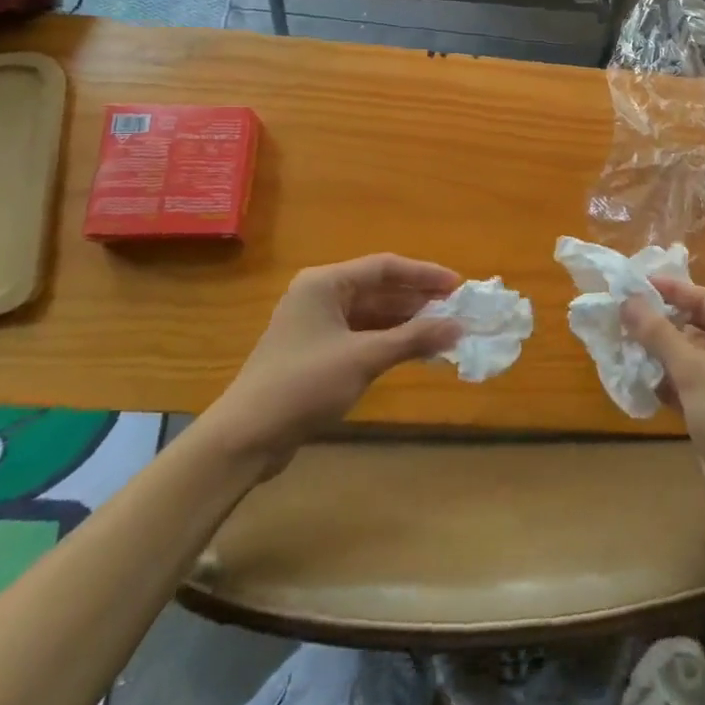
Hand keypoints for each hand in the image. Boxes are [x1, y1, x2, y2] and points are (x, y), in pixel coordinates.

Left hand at [197, 254, 460, 477]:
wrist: (246, 437)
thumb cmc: (305, 385)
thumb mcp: (364, 358)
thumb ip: (414, 338)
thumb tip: (458, 327)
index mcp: (326, 283)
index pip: (385, 267)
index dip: (425, 275)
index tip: (459, 287)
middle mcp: (321, 296)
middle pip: (380, 289)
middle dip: (419, 301)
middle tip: (457, 312)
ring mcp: (318, 325)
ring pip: (373, 314)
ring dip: (407, 323)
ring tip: (445, 332)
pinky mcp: (318, 352)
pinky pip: (363, 335)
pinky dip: (390, 341)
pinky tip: (417, 351)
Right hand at [620, 278, 704, 522]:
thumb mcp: (693, 369)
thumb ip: (658, 333)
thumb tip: (628, 301)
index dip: (671, 290)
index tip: (635, 285)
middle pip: (697, 326)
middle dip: (661, 322)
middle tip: (623, 315)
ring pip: (690, 357)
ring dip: (660, 352)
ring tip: (623, 344)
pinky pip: (689, 384)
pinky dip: (667, 380)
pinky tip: (639, 380)